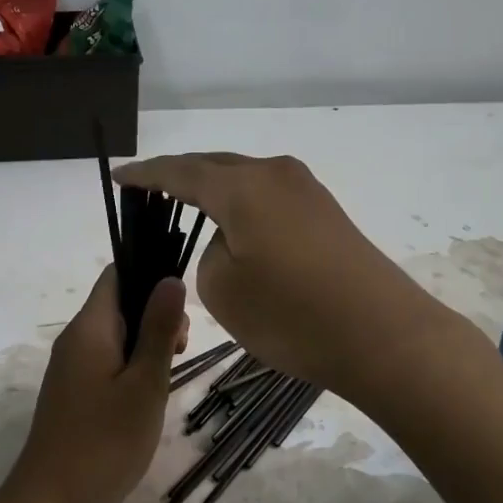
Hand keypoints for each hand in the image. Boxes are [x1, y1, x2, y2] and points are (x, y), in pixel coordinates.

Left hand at [10, 266, 187, 502]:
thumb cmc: (105, 441)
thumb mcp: (144, 384)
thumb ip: (158, 330)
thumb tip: (170, 279)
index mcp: (89, 327)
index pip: (117, 274)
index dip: (151, 277)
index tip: (181, 310)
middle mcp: (75, 339)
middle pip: (118, 303)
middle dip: (155, 314)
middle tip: (181, 350)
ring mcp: (71, 369)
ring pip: (115, 336)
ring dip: (146, 344)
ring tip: (169, 374)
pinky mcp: (73, 394)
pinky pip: (106, 362)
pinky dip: (132, 367)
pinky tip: (148, 394)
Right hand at [113, 152, 443, 396]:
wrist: (382, 335)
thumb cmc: (292, 315)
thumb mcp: (222, 289)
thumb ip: (209, 253)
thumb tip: (230, 239)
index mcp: (241, 186)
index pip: (179, 172)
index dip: (145, 175)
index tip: (119, 178)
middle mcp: (275, 174)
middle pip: (214, 167)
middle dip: (179, 178)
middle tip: (149, 194)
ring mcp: (306, 191)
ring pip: (244, 181)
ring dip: (214, 194)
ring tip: (187, 210)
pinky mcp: (325, 214)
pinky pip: (268, 199)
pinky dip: (242, 209)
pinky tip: (234, 229)